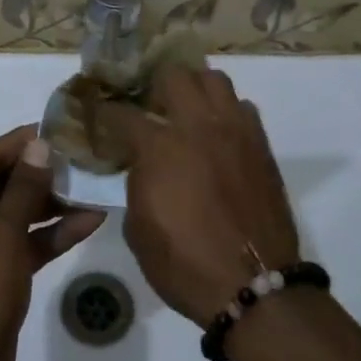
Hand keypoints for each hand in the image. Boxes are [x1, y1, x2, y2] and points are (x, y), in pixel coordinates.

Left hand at [0, 126, 106, 360]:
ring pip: (18, 212)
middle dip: (43, 172)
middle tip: (83, 159)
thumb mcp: (2, 233)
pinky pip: (24, 242)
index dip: (22, 142)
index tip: (60, 130)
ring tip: (94, 188)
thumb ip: (24, 187)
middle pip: (4, 182)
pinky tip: (90, 222)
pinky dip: (52, 234)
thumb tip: (39, 145)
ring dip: (53, 204)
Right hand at [104, 68, 300, 325]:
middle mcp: (197, 126)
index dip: (106, 112)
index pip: (123, 113)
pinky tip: (218, 135)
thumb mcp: (139, 230)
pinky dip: (226, 112)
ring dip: (195, 89)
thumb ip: (136, 184)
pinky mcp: (260, 144)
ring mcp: (234, 131)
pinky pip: (242, 107)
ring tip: (186, 111)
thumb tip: (142, 165)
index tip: (100, 115)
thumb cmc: (186, 264)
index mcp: (160, 148)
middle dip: (154, 84)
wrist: (254, 286)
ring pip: (214, 79)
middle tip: (149, 106)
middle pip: (173, 75)